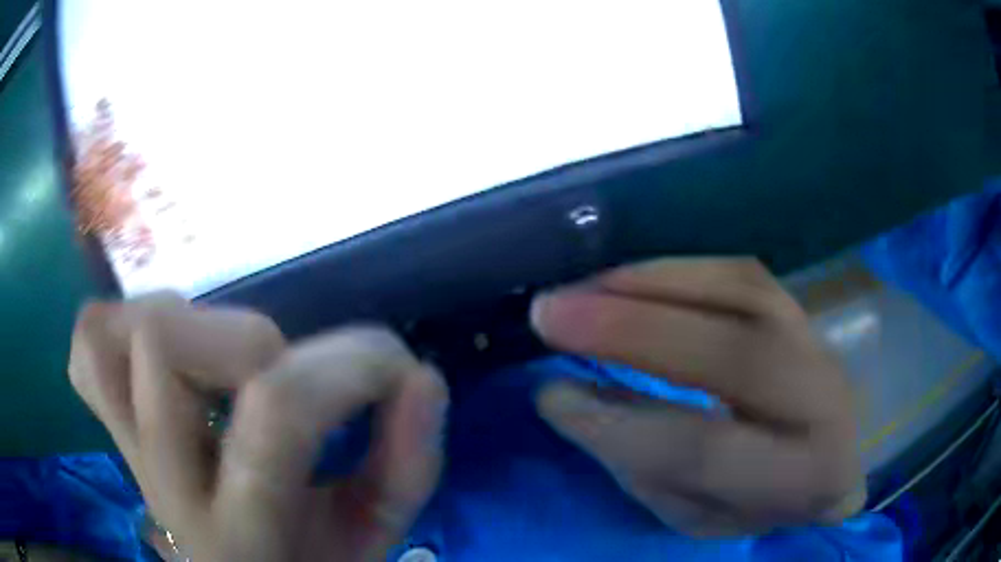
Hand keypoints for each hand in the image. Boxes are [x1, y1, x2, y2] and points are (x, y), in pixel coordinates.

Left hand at [69, 295, 447, 560]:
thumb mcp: (371, 537)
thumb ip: (404, 463)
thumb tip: (420, 378)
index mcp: (244, 532)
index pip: (279, 412)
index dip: (350, 365)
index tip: (395, 365)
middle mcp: (165, 487)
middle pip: (164, 348)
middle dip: (248, 337)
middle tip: (284, 367)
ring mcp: (125, 450)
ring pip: (110, 339)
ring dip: (177, 319)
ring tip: (220, 354)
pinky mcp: (108, 426)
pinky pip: (88, 349)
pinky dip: (121, 325)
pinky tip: (161, 351)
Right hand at [531, 258, 864, 536]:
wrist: (834, 453)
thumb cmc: (763, 498)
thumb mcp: (701, 515)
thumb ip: (642, 466)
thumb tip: (569, 397)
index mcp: (800, 476)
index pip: (705, 450)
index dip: (621, 425)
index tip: (551, 396)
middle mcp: (822, 399)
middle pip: (732, 356)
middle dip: (631, 331)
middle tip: (548, 313)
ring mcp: (816, 339)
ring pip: (739, 293)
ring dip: (646, 284)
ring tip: (578, 288)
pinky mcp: (800, 306)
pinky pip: (739, 271)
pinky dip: (674, 268)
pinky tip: (625, 275)